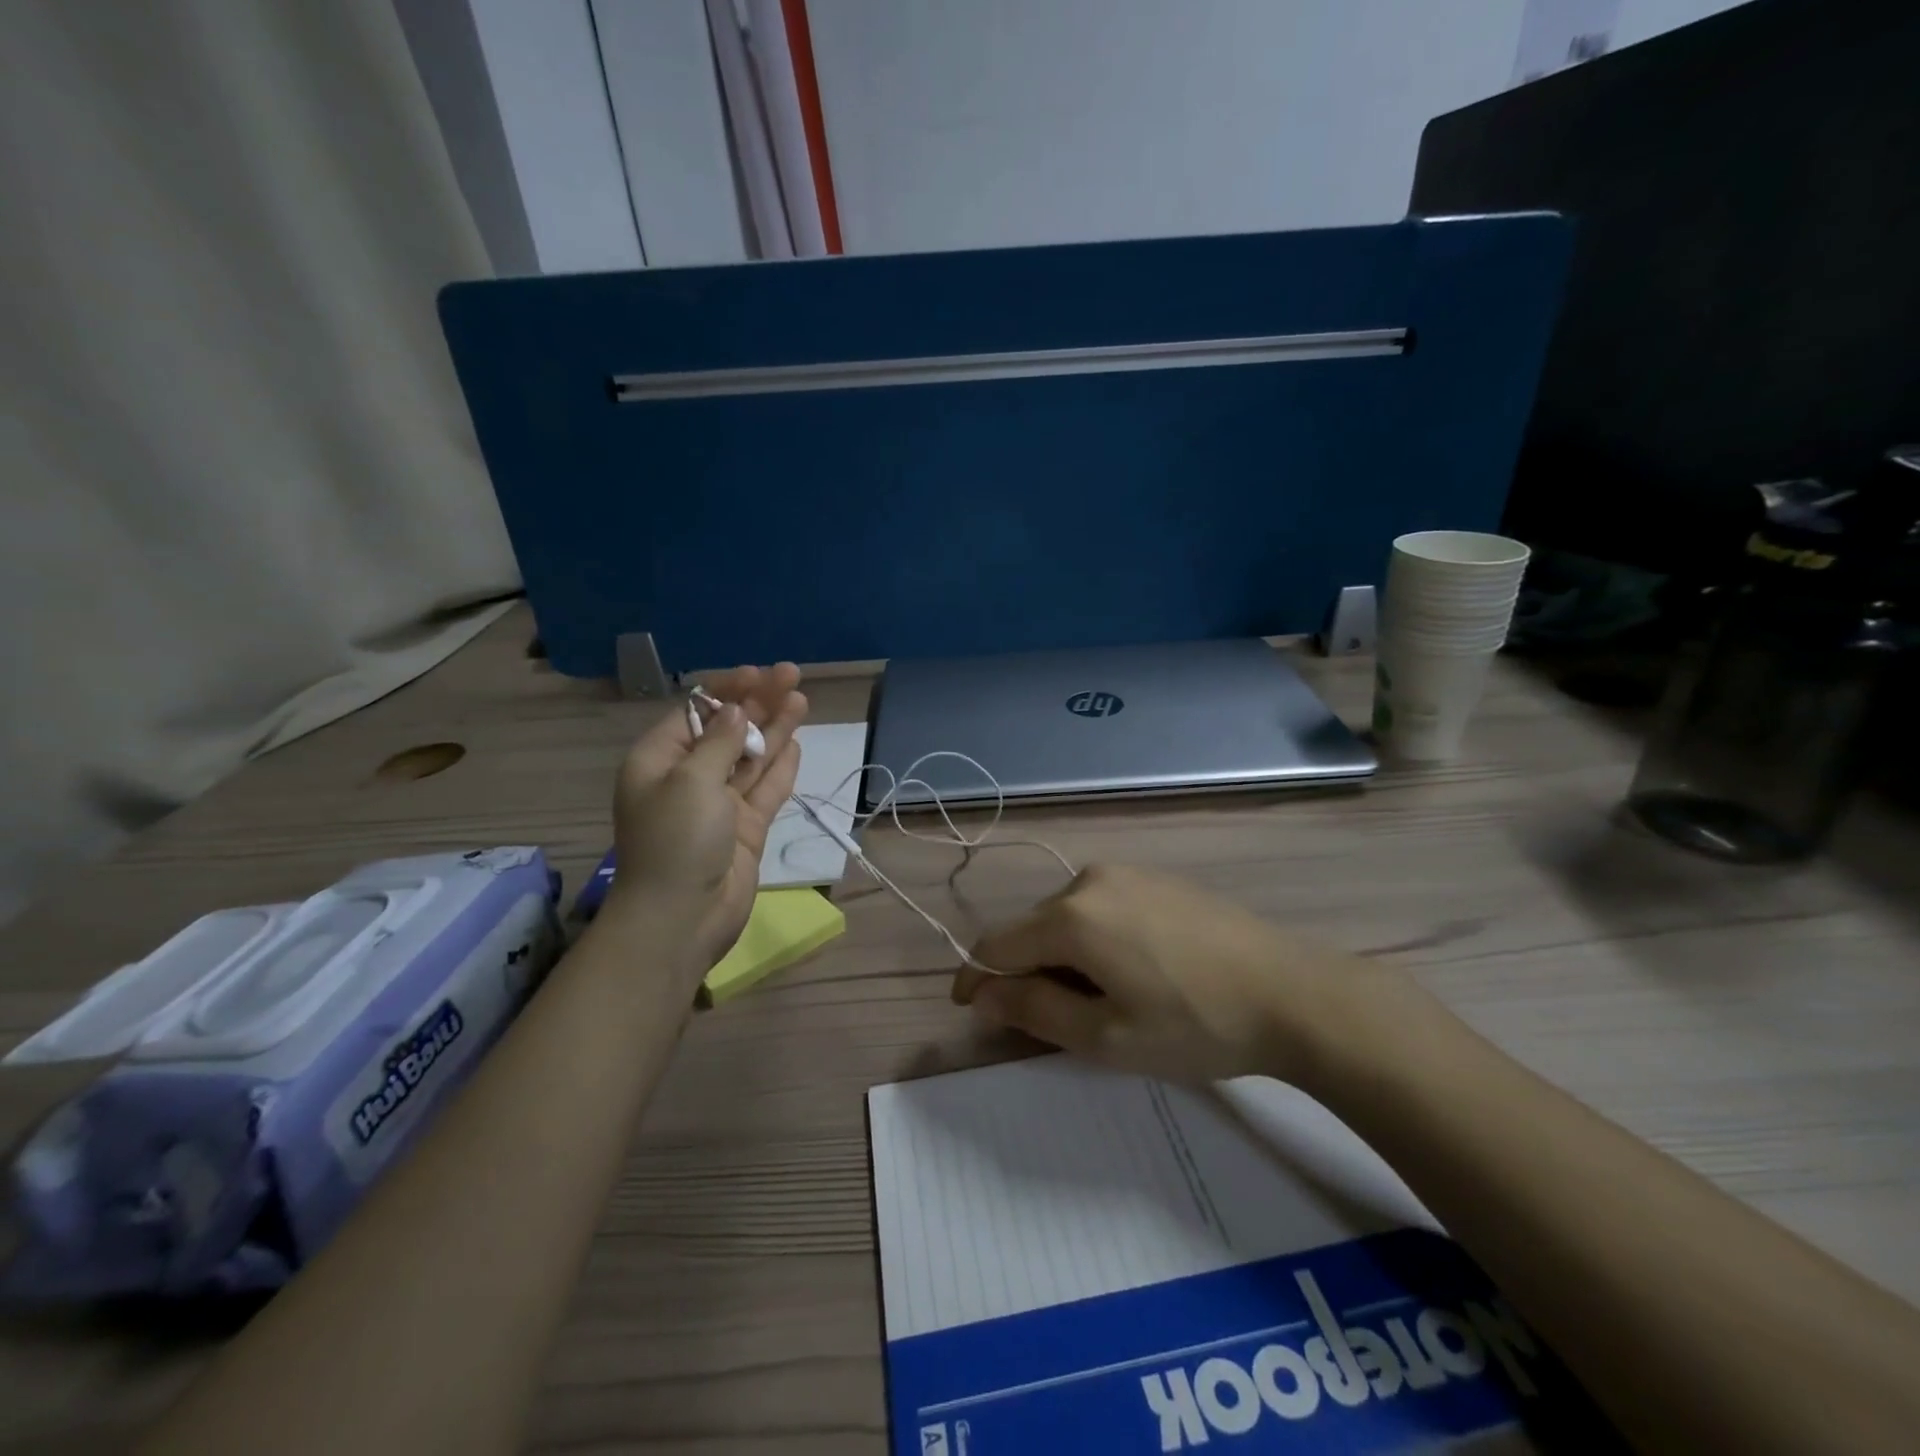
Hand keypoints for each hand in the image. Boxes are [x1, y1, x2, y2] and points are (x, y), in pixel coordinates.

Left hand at [608, 664, 807, 978]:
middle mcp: (689, 778)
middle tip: (792, 677)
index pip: (696, 713)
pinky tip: (796, 744)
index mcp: (660, 762)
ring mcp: (719, 805)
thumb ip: (720, 742)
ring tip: (802, 700)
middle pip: (728, 731)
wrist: (682, 917)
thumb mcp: (691, 780)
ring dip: (775, 729)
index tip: (758, 674)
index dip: (727, 691)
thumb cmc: (677, 840)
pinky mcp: (745, 828)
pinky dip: (780, 767)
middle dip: (759, 704)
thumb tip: (736, 711)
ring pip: (751, 758)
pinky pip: (765, 789)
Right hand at [951, 864, 1366, 1084]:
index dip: (977, 977)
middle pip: (1033, 928)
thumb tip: (982, 993)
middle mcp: (1090, 879)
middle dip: (1027, 971)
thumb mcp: (1106, 1035)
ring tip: (1101, 1001)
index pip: (998, 944)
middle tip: (1053, 1022)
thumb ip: (1033, 1010)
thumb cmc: (1193, 1024)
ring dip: (1064, 956)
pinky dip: (1095, 938)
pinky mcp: (1158, 878)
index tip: (968, 1008)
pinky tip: (1133, 970)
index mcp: (1071, 916)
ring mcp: (1128, 873)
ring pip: (1069, 916)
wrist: (1293, 993)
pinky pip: (1102, 906)